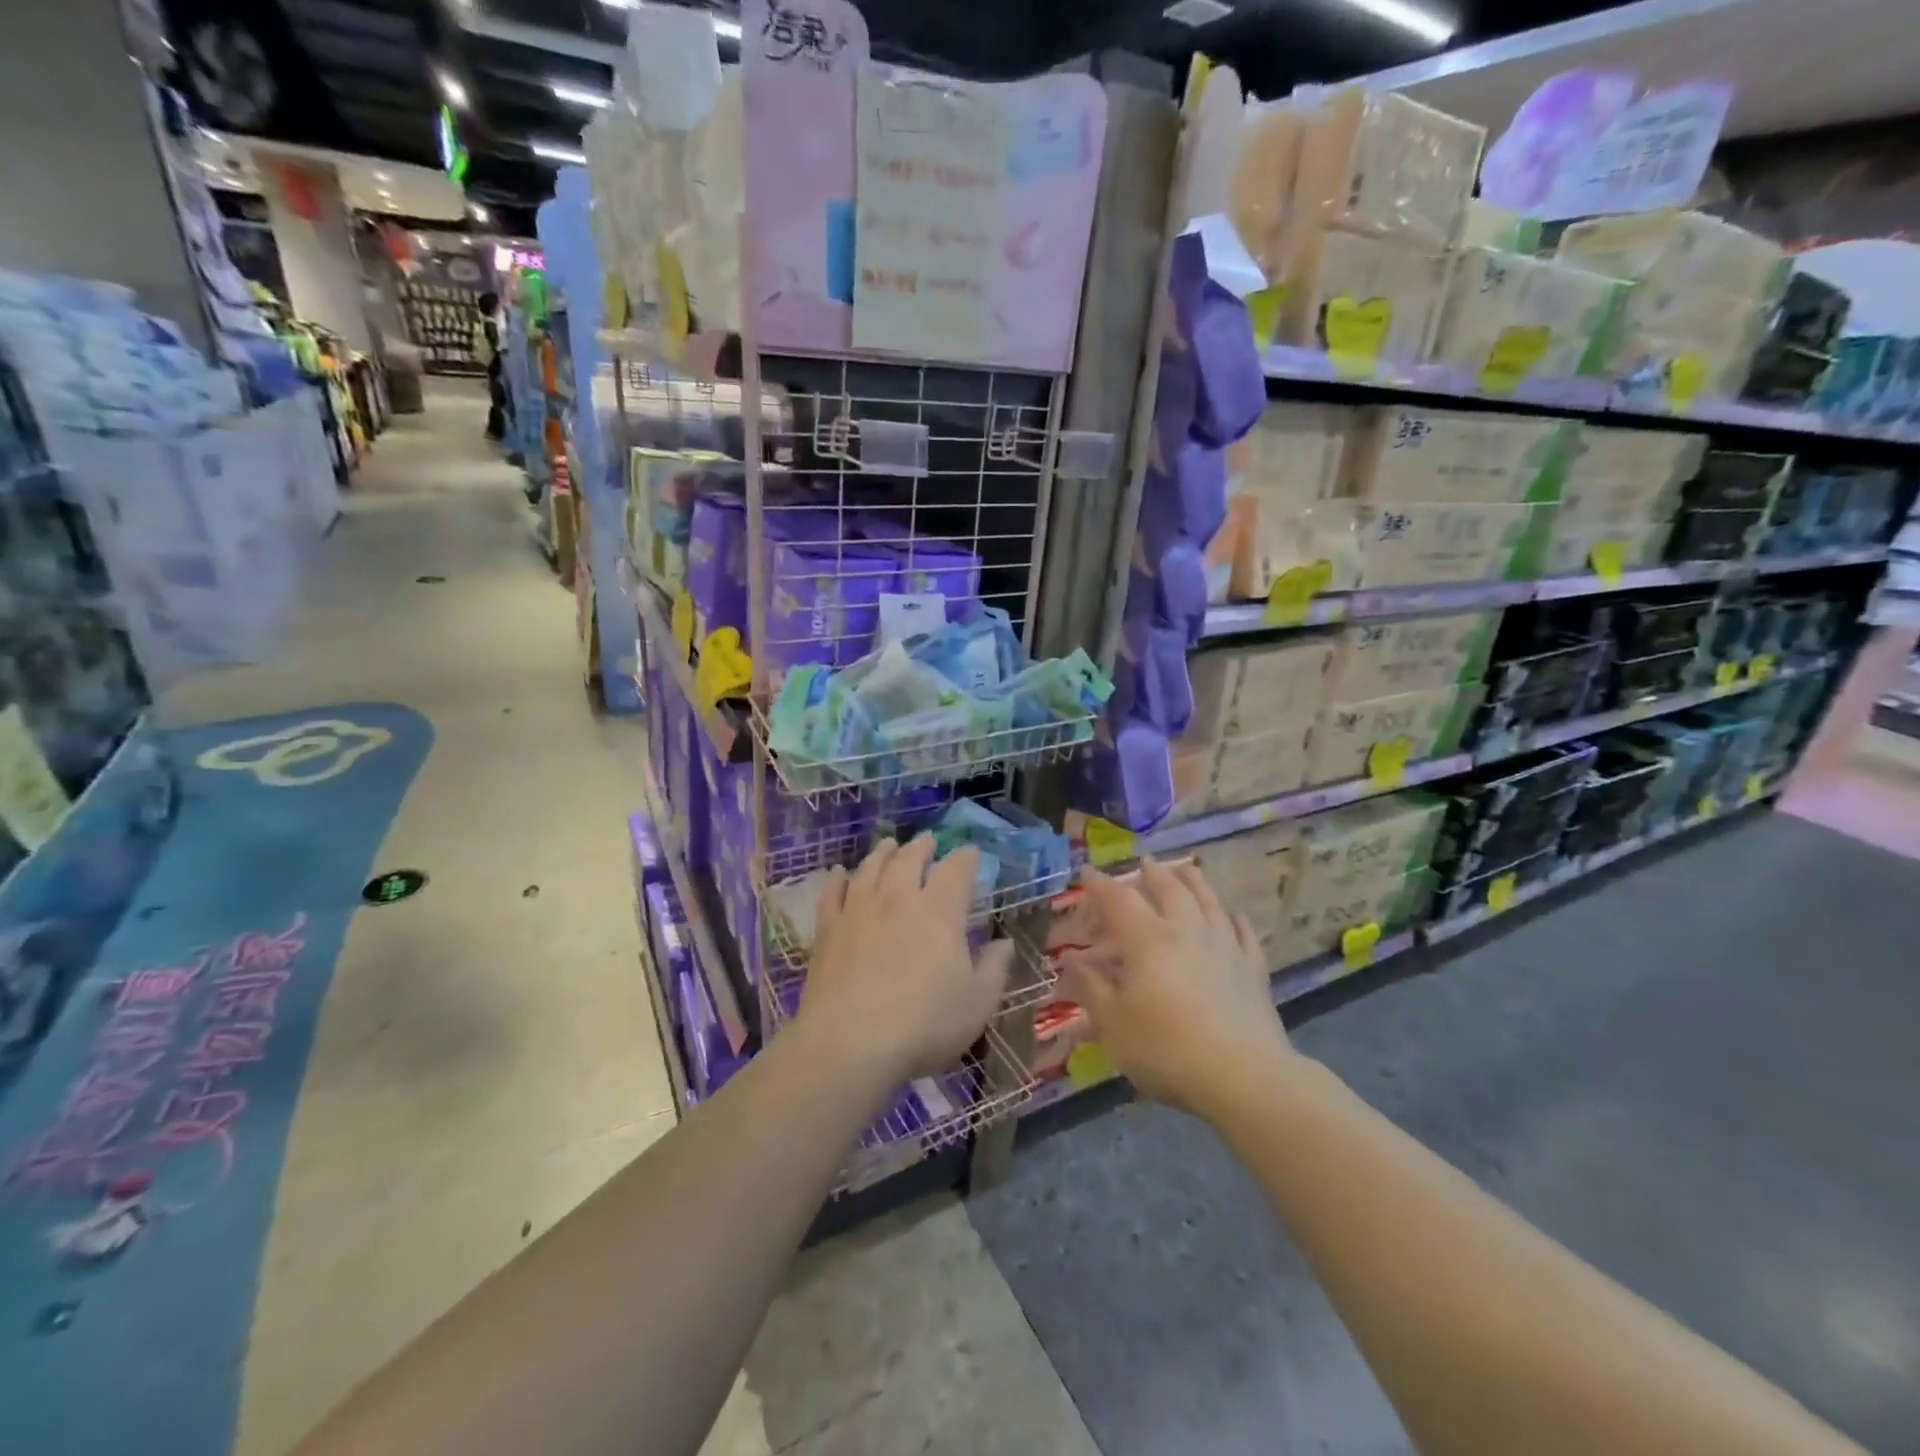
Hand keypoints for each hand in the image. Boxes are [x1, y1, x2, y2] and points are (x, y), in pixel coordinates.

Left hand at [797, 836, 1012, 1086]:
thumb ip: (994, 969)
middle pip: (911, 859)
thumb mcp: (977, 1003)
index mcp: (940, 911)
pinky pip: (833, 893)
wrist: (850, 1043)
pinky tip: (839, 873)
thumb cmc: (924, 1024)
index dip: (967, 857)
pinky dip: (838, 879)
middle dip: (923, 846)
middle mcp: (899, 898)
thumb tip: (1004, 943)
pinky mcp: (828, 928)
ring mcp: (859, 909)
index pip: (957, 870)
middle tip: (928, 841)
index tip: (972, 853)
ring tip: (890, 844)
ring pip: (871, 867)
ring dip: (884, 852)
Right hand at [1063, 859, 1293, 1116]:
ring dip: (1194, 882)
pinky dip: (1235, 920)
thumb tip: (1072, 959)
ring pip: (1209, 902)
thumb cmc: (1168, 1049)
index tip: (1086, 873)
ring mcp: (1226, 947)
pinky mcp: (1253, 970)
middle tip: (1143, 863)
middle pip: (1170, 890)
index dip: (1100, 884)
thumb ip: (1091, 987)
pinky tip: (1234, 916)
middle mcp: (1187, 931)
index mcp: (1148, 940)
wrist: (1245, 1077)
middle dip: (1152, 874)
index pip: (1119, 900)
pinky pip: (1244, 934)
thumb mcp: (1114, 1024)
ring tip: (1186, 870)